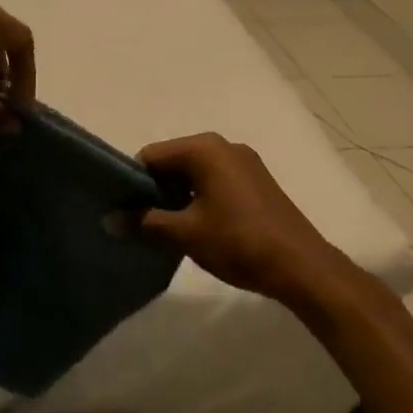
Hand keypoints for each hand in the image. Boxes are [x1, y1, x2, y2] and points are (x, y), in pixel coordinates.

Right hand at [138, 134, 350, 306]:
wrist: (303, 267)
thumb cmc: (239, 242)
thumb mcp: (185, 233)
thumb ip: (145, 222)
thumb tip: (109, 219)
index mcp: (204, 148)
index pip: (151, 155)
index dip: (133, 182)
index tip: (125, 210)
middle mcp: (223, 145)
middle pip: (173, 161)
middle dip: (155, 189)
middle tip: (142, 221)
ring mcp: (244, 161)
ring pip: (194, 172)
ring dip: (177, 195)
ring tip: (167, 227)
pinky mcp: (256, 180)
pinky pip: (215, 180)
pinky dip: (200, 197)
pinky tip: (197, 225)